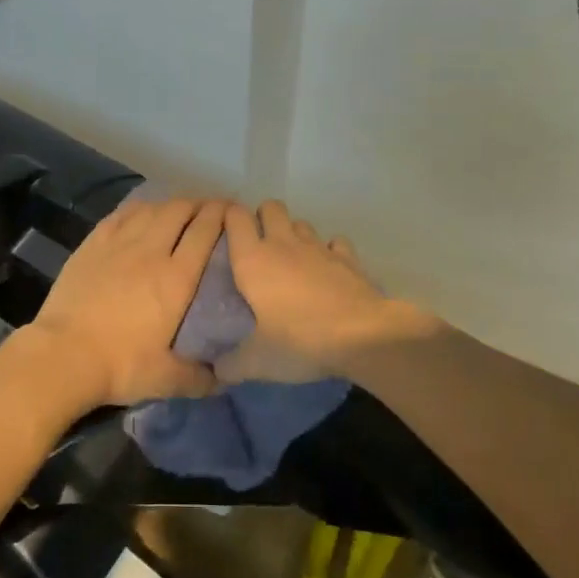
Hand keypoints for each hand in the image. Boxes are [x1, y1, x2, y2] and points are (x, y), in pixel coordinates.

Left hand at [29, 197, 227, 408]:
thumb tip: (222, 380)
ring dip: (170, 204)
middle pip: (180, 212)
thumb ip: (199, 378)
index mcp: (177, 279)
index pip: (205, 233)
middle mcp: (152, 251)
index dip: (222, 216)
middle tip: (209, 209)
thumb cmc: (120, 365)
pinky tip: (142, 211)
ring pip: (151, 209)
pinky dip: (138, 208)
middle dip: (199, 204)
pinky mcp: (93, 244)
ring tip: (179, 209)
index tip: (232, 211)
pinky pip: (121, 214)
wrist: (63, 354)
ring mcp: (119, 244)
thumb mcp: (166, 379)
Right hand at [219, 200, 438, 383]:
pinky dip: (329, 251)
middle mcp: (282, 243)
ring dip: (294, 234)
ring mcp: (318, 247)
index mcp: (252, 259)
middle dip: (263, 218)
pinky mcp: (347, 257)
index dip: (228, 217)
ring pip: (301, 222)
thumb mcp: (257, 361)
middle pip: (270, 207)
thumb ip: (231, 364)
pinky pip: (334, 242)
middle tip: (258, 246)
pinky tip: (328, 270)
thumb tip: (215, 370)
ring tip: (292, 260)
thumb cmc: (300, 341)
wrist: (363, 336)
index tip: (224, 232)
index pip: (234, 216)